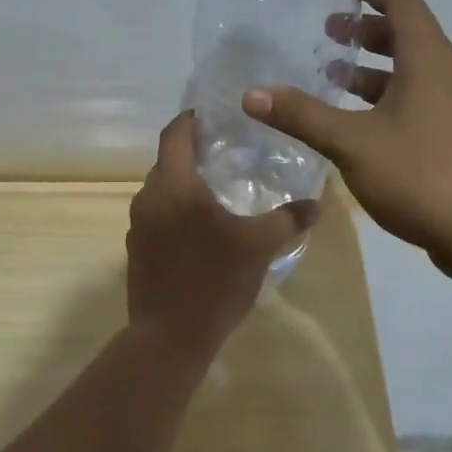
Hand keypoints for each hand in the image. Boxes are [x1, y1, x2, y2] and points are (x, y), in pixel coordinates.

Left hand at [126, 111, 319, 356]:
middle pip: (167, 162)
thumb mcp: (260, 246)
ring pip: (161, 191)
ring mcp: (138, 226)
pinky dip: (176, 211)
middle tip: (225, 154)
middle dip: (191, 153)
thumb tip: (315, 204)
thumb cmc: (214, 280)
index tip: (210, 114)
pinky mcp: (137, 250)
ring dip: (184, 186)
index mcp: (174, 185)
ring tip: (217, 192)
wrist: (170, 337)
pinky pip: (157, 216)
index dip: (190, 119)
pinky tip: (201, 229)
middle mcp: (148, 198)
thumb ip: (288, 220)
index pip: (174, 134)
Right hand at [242, 0, 451, 278]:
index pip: (402, 2)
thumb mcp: (352, 142)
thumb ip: (302, 116)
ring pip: (409, 72)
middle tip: (326, 31)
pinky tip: (354, 124)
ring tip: (331, 74)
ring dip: (372, 67)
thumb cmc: (422, 174)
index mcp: (428, 61)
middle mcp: (445, 76)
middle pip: (406, 34)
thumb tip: (252, 95)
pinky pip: (413, 101)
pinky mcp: (451, 140)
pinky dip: (382, 99)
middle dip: (365, 27)